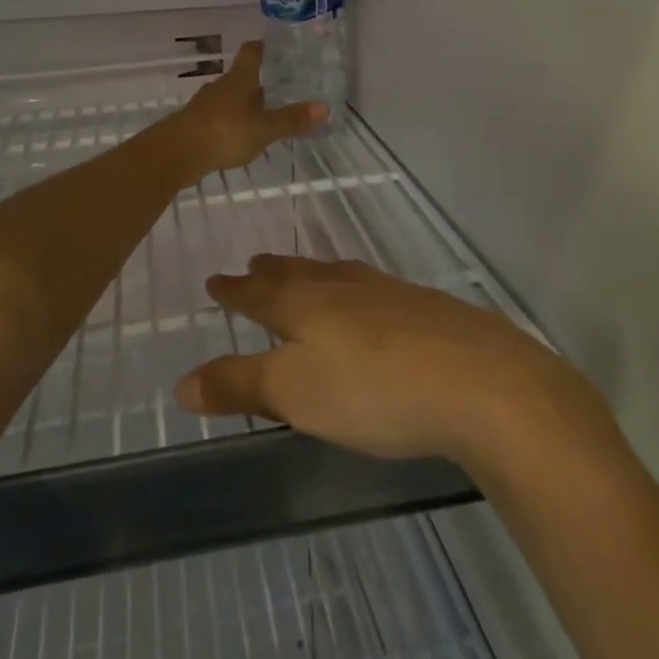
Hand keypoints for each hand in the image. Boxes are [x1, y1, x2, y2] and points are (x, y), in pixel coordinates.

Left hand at [167, 41, 326, 174]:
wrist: (176, 153)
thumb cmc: (224, 132)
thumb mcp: (264, 129)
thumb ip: (292, 120)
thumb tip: (324, 108)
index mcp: (239, 79)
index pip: (252, 52)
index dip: (264, 47)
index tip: (278, 48)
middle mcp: (221, 86)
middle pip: (242, 77)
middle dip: (260, 83)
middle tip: (283, 89)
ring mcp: (206, 105)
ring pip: (230, 98)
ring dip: (246, 105)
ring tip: (265, 116)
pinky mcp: (195, 124)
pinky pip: (219, 117)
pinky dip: (232, 122)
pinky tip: (241, 137)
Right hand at [174, 255, 615, 467]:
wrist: (478, 379)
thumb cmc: (372, 388)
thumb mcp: (295, 394)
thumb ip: (239, 385)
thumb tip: (180, 383)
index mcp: (304, 305)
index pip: (257, 294)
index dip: (234, 291)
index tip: (214, 282)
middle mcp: (341, 287)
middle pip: (296, 274)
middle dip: (270, 273)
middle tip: (254, 264)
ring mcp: (386, 292)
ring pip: (335, 274)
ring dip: (309, 273)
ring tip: (301, 272)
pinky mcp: (422, 305)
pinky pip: (370, 287)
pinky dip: (350, 287)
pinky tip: (367, 300)